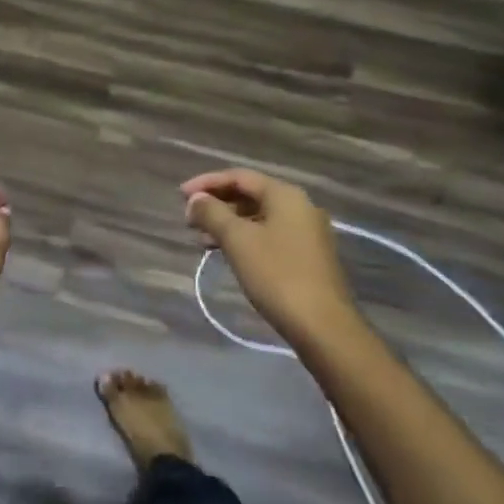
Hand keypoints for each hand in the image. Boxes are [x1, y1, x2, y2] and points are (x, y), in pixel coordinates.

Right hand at [182, 169, 357, 346]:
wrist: (323, 326)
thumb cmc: (277, 275)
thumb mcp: (238, 240)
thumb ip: (212, 213)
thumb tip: (196, 199)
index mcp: (285, 195)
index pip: (239, 176)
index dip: (207, 182)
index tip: (181, 196)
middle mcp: (299, 206)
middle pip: (250, 194)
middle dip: (217, 204)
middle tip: (189, 219)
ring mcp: (306, 232)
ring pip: (259, 217)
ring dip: (228, 223)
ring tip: (201, 239)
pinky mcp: (307, 256)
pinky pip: (269, 235)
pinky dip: (245, 238)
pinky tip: (227, 253)